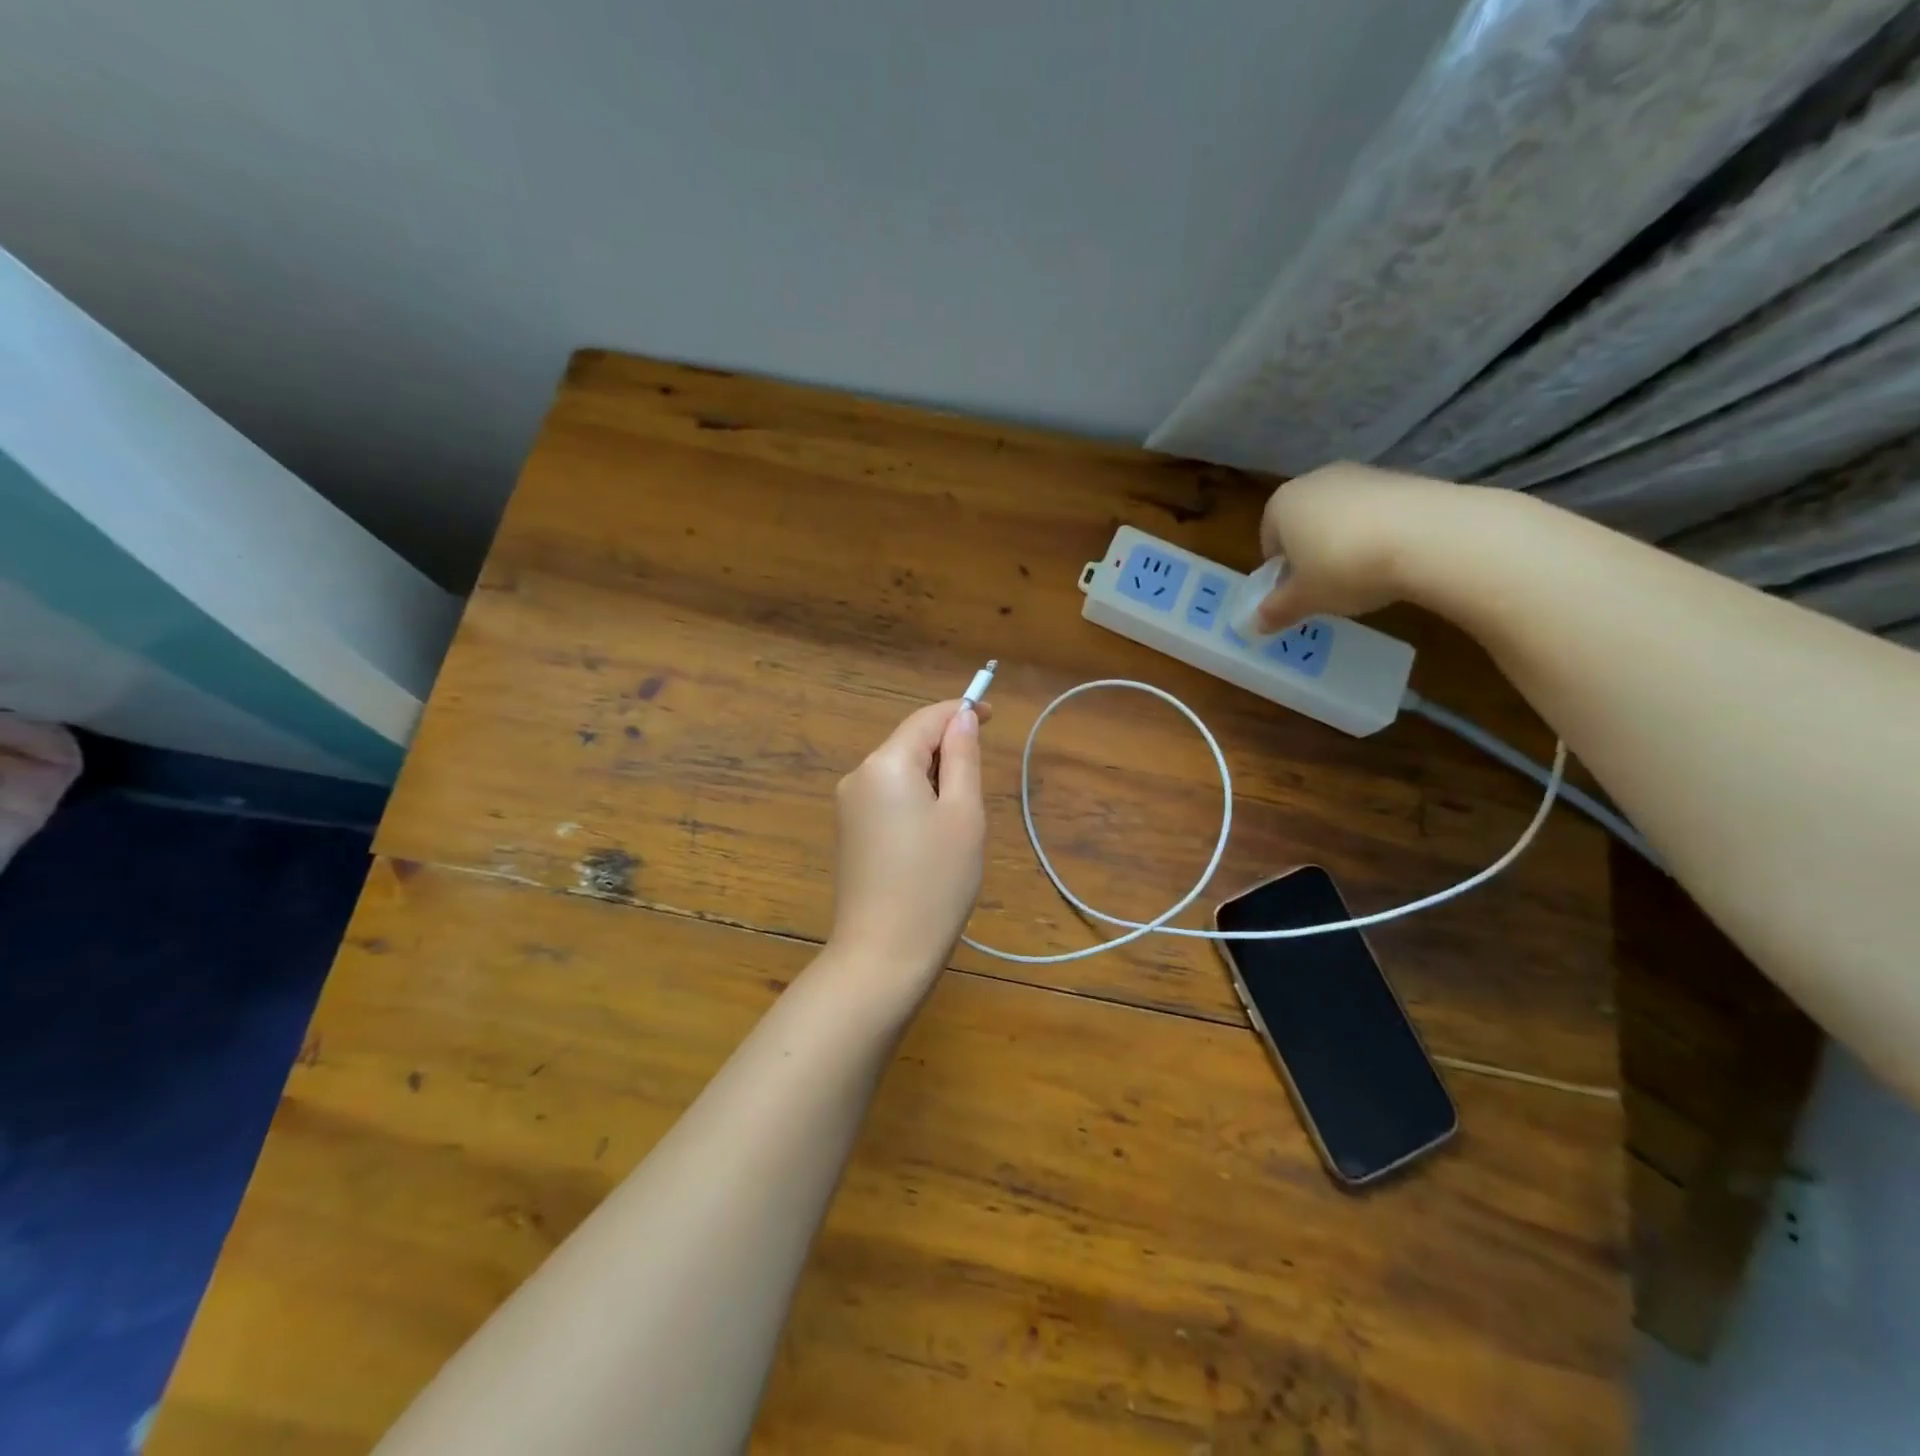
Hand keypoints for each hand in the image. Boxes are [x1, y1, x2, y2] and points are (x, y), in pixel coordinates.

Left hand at [827, 698, 990, 991]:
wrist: (882, 955)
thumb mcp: (963, 814)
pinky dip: (915, 803)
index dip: (961, 712)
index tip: (994, 717)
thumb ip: (962, 758)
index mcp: (885, 763)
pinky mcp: (848, 833)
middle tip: (978, 795)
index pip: (926, 719)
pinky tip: (930, 843)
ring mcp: (847, 806)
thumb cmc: (935, 882)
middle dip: (947, 754)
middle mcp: (858, 776)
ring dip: (933, 782)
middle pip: (909, 744)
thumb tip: (962, 718)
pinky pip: (887, 799)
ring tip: (956, 828)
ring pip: (899, 774)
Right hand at [1254, 463, 1459, 630]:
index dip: (1280, 569)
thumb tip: (1257, 623)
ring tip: (1363, 574)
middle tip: (1326, 586)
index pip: (1268, 538)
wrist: (1426, 536)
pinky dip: (1378, 532)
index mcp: (1281, 504)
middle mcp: (1315, 481)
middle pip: (1304, 522)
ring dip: (1345, 542)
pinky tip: (1392, 558)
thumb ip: (1277, 610)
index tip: (1296, 592)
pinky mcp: (1401, 477)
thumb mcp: (1305, 599)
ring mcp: (1360, 474)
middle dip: (1311, 552)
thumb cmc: (1342, 567)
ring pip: (1341, 515)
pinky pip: (1376, 511)